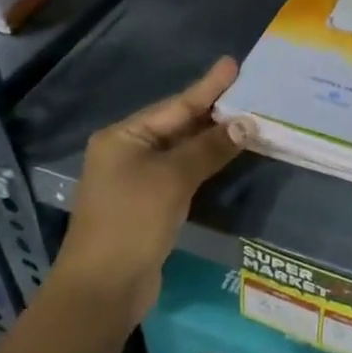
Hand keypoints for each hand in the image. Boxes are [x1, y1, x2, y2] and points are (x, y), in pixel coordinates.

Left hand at [56, 58, 248, 320]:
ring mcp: (136, 180)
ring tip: (247, 119)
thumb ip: (209, 148)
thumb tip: (246, 124)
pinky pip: (182, 172)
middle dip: (214, 112)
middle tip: (249, 91)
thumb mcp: (173, 178)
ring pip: (182, 150)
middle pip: (178, 125)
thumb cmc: (132, 222)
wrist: (102, 288)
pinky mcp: (148, 204)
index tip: (232, 64)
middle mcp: (127, 152)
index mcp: (124, 137)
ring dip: (213, 138)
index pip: (176, 106)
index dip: (208, 87)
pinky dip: (205, 163)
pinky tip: (227, 156)